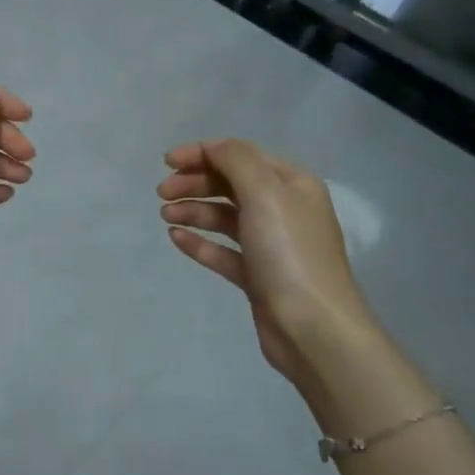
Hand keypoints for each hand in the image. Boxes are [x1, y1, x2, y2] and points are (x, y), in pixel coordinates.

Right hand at [157, 139, 372, 396]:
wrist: (312, 328)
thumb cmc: (289, 253)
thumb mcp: (265, 193)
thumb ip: (236, 161)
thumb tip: (211, 147)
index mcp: (292, 184)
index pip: (242, 156)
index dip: (203, 153)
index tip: (166, 162)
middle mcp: (283, 209)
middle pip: (231, 184)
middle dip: (195, 182)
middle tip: (161, 192)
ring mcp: (271, 245)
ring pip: (224, 217)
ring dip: (194, 210)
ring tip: (165, 215)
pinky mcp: (258, 276)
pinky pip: (223, 251)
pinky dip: (199, 242)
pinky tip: (176, 238)